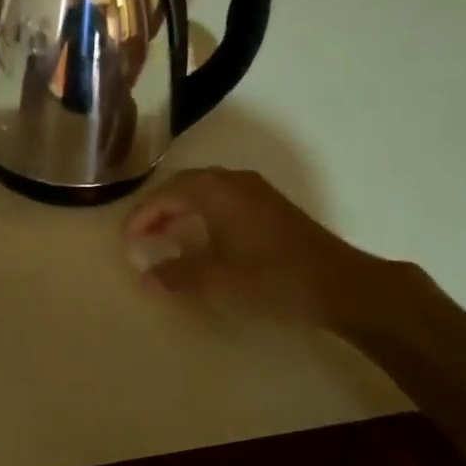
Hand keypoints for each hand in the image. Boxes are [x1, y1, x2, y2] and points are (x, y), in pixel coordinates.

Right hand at [122, 167, 414, 333]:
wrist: (340, 285)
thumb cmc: (270, 278)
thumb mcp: (215, 281)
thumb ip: (176, 275)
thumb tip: (147, 275)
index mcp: (215, 190)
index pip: (165, 194)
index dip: (141, 216)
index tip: (126, 240)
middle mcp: (233, 180)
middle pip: (184, 185)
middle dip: (159, 209)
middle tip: (142, 235)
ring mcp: (256, 190)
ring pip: (206, 191)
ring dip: (182, 210)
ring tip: (166, 235)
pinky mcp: (272, 206)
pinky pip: (224, 199)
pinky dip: (204, 213)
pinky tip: (204, 237)